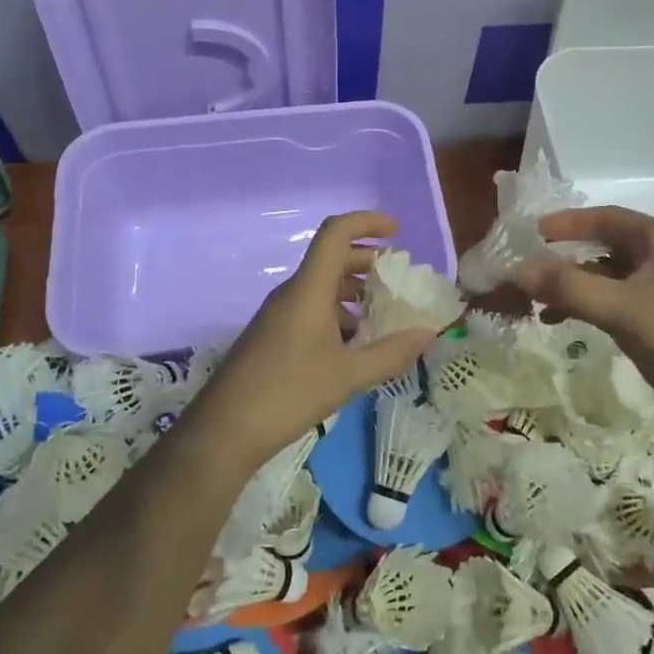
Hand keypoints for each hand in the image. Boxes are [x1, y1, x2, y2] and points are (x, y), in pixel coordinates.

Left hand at [187, 211, 438, 471]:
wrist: (224, 430)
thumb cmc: (289, 393)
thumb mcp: (348, 376)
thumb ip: (391, 353)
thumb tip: (428, 334)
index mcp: (308, 289)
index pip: (335, 233)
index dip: (367, 223)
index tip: (397, 232)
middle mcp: (292, 293)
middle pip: (331, 258)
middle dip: (367, 261)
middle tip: (398, 278)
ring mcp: (278, 315)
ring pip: (321, 287)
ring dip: (354, 291)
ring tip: (383, 314)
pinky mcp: (272, 336)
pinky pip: (310, 309)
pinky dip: (337, 314)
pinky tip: (354, 344)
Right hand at [515, 206, 653, 448]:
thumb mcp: (629, 312)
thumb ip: (572, 288)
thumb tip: (517, 268)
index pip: (607, 218)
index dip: (567, 223)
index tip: (529, 234)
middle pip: (604, 248)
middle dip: (563, 259)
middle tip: (523, 273)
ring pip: (608, 280)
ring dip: (573, 287)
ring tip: (535, 304)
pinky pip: (617, 306)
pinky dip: (589, 309)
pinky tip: (563, 323)